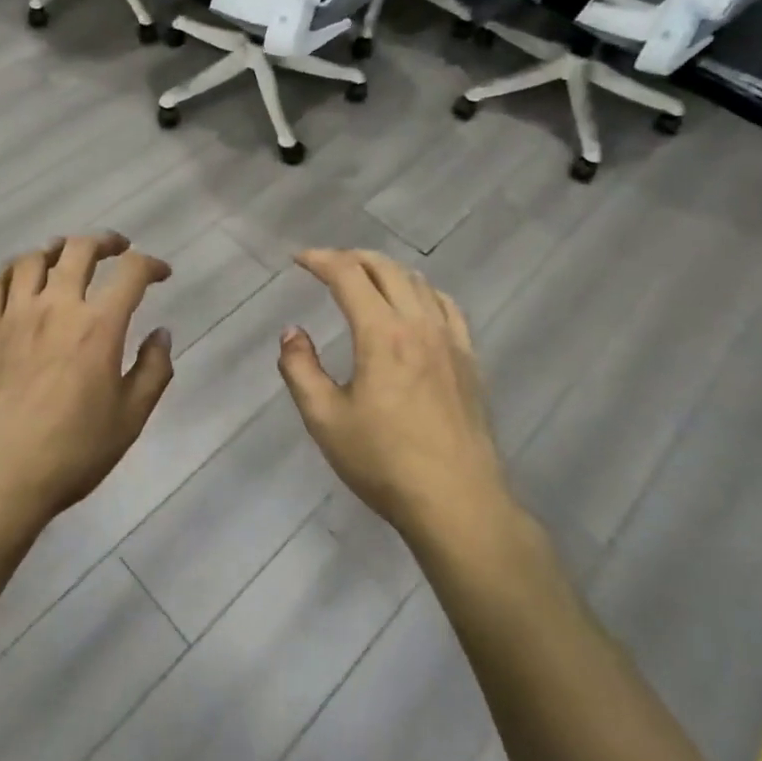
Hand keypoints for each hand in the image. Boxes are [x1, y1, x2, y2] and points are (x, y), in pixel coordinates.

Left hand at [0, 233, 174, 534]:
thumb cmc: (72, 452)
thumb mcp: (130, 418)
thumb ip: (154, 370)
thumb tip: (161, 333)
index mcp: (98, 326)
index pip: (131, 273)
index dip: (151, 264)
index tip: (162, 273)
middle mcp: (56, 307)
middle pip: (79, 249)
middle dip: (105, 241)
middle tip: (118, 249)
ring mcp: (14, 315)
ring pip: (33, 258)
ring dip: (57, 249)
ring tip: (68, 257)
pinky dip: (11, 270)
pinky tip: (21, 278)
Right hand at [277, 249, 511, 543]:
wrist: (457, 503)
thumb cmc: (384, 462)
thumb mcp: (324, 419)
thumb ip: (300, 369)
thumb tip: (292, 332)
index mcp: (381, 333)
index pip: (348, 275)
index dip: (320, 259)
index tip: (298, 259)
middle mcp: (418, 324)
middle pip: (385, 268)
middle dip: (352, 258)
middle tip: (326, 265)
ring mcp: (450, 340)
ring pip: (418, 282)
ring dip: (385, 270)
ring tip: (364, 280)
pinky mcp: (469, 360)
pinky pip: (447, 306)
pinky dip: (422, 291)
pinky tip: (415, 304)